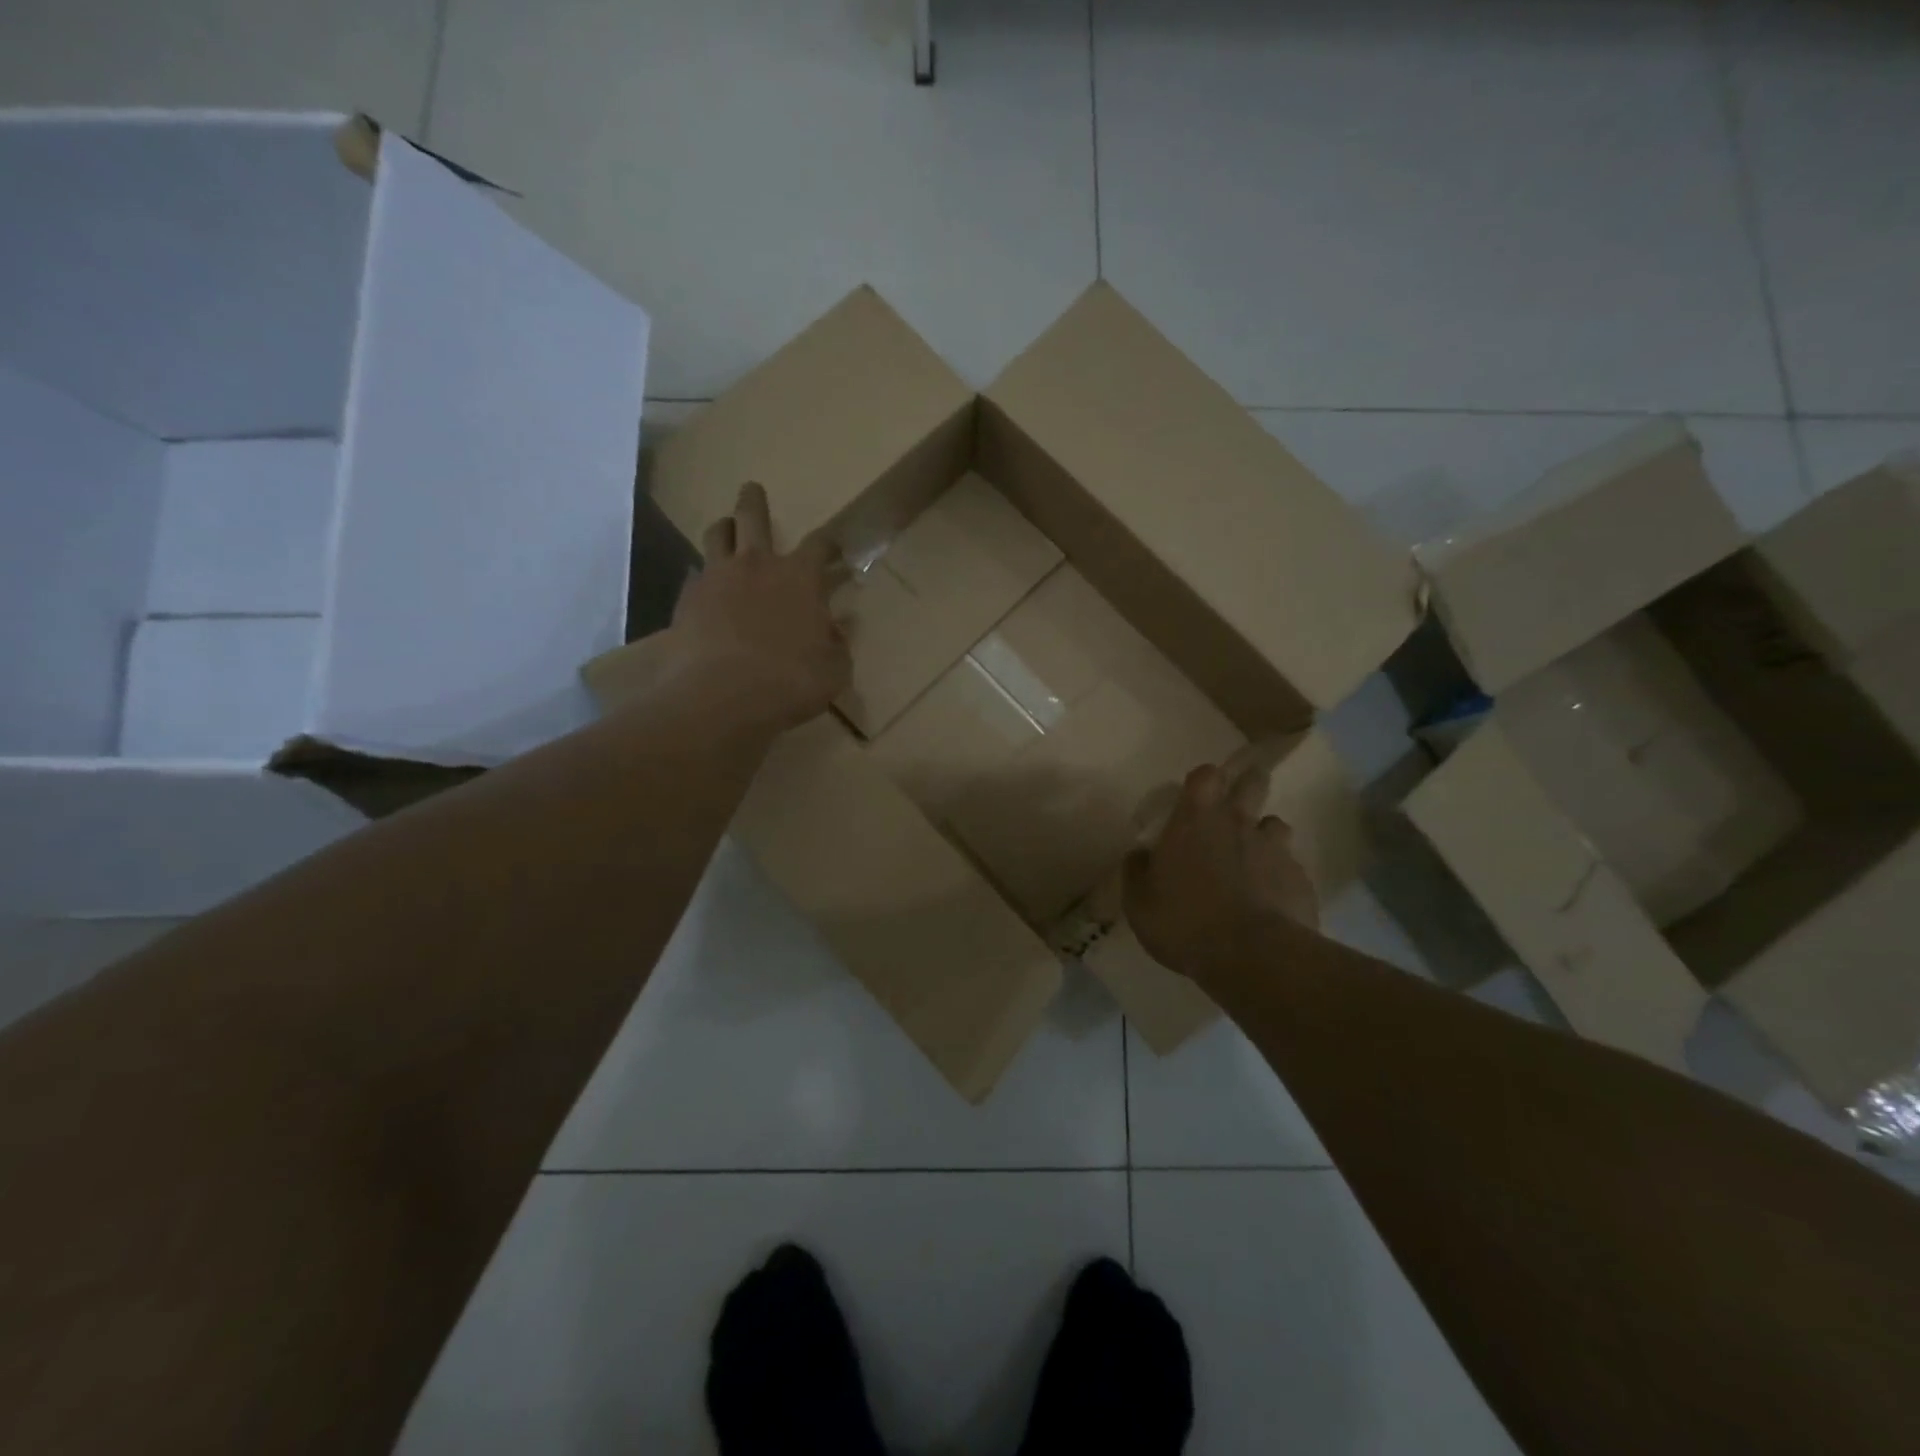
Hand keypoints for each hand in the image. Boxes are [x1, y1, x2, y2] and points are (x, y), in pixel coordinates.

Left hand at [658, 483, 850, 735]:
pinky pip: (694, 576)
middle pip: (753, 517)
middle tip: (752, 489)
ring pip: (716, 536)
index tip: (834, 549)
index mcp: (800, 577)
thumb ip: (837, 645)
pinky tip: (704, 590)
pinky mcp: (686, 599)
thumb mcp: (834, 670)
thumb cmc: (790, 681)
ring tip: (725, 529)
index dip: (829, 544)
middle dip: (754, 501)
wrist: (722, 696)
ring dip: (723, 528)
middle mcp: (757, 565)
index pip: (819, 545)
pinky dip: (702, 577)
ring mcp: (716, 578)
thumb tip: (837, 629)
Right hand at [1124, 762, 1318, 979]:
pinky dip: (1280, 877)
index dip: (1204, 780)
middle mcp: (1238, 823)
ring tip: (1253, 859)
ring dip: (1265, 835)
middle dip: (1248, 785)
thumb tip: (1139, 855)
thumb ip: (1137, 871)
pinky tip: (1270, 900)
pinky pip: (1291, 867)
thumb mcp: (1139, 902)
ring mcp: (1275, 849)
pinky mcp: (1301, 879)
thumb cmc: (1184, 921)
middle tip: (1237, 804)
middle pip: (1253, 782)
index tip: (1199, 794)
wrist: (1252, 956)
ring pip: (1276, 825)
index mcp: (1195, 820)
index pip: (1206, 774)